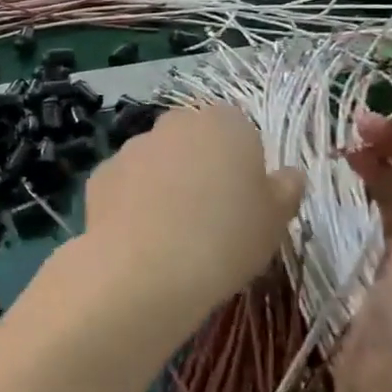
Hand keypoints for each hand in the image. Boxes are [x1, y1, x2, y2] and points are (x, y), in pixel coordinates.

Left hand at [80, 105, 302, 319]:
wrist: (146, 268)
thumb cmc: (226, 238)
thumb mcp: (275, 220)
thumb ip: (285, 189)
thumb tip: (289, 174)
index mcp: (224, 124)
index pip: (238, 128)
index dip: (241, 161)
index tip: (244, 197)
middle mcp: (175, 124)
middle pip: (193, 138)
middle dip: (200, 165)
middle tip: (210, 213)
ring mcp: (133, 146)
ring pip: (157, 159)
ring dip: (164, 182)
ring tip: (173, 232)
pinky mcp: (102, 173)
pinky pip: (126, 183)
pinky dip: (133, 202)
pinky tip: (140, 237)